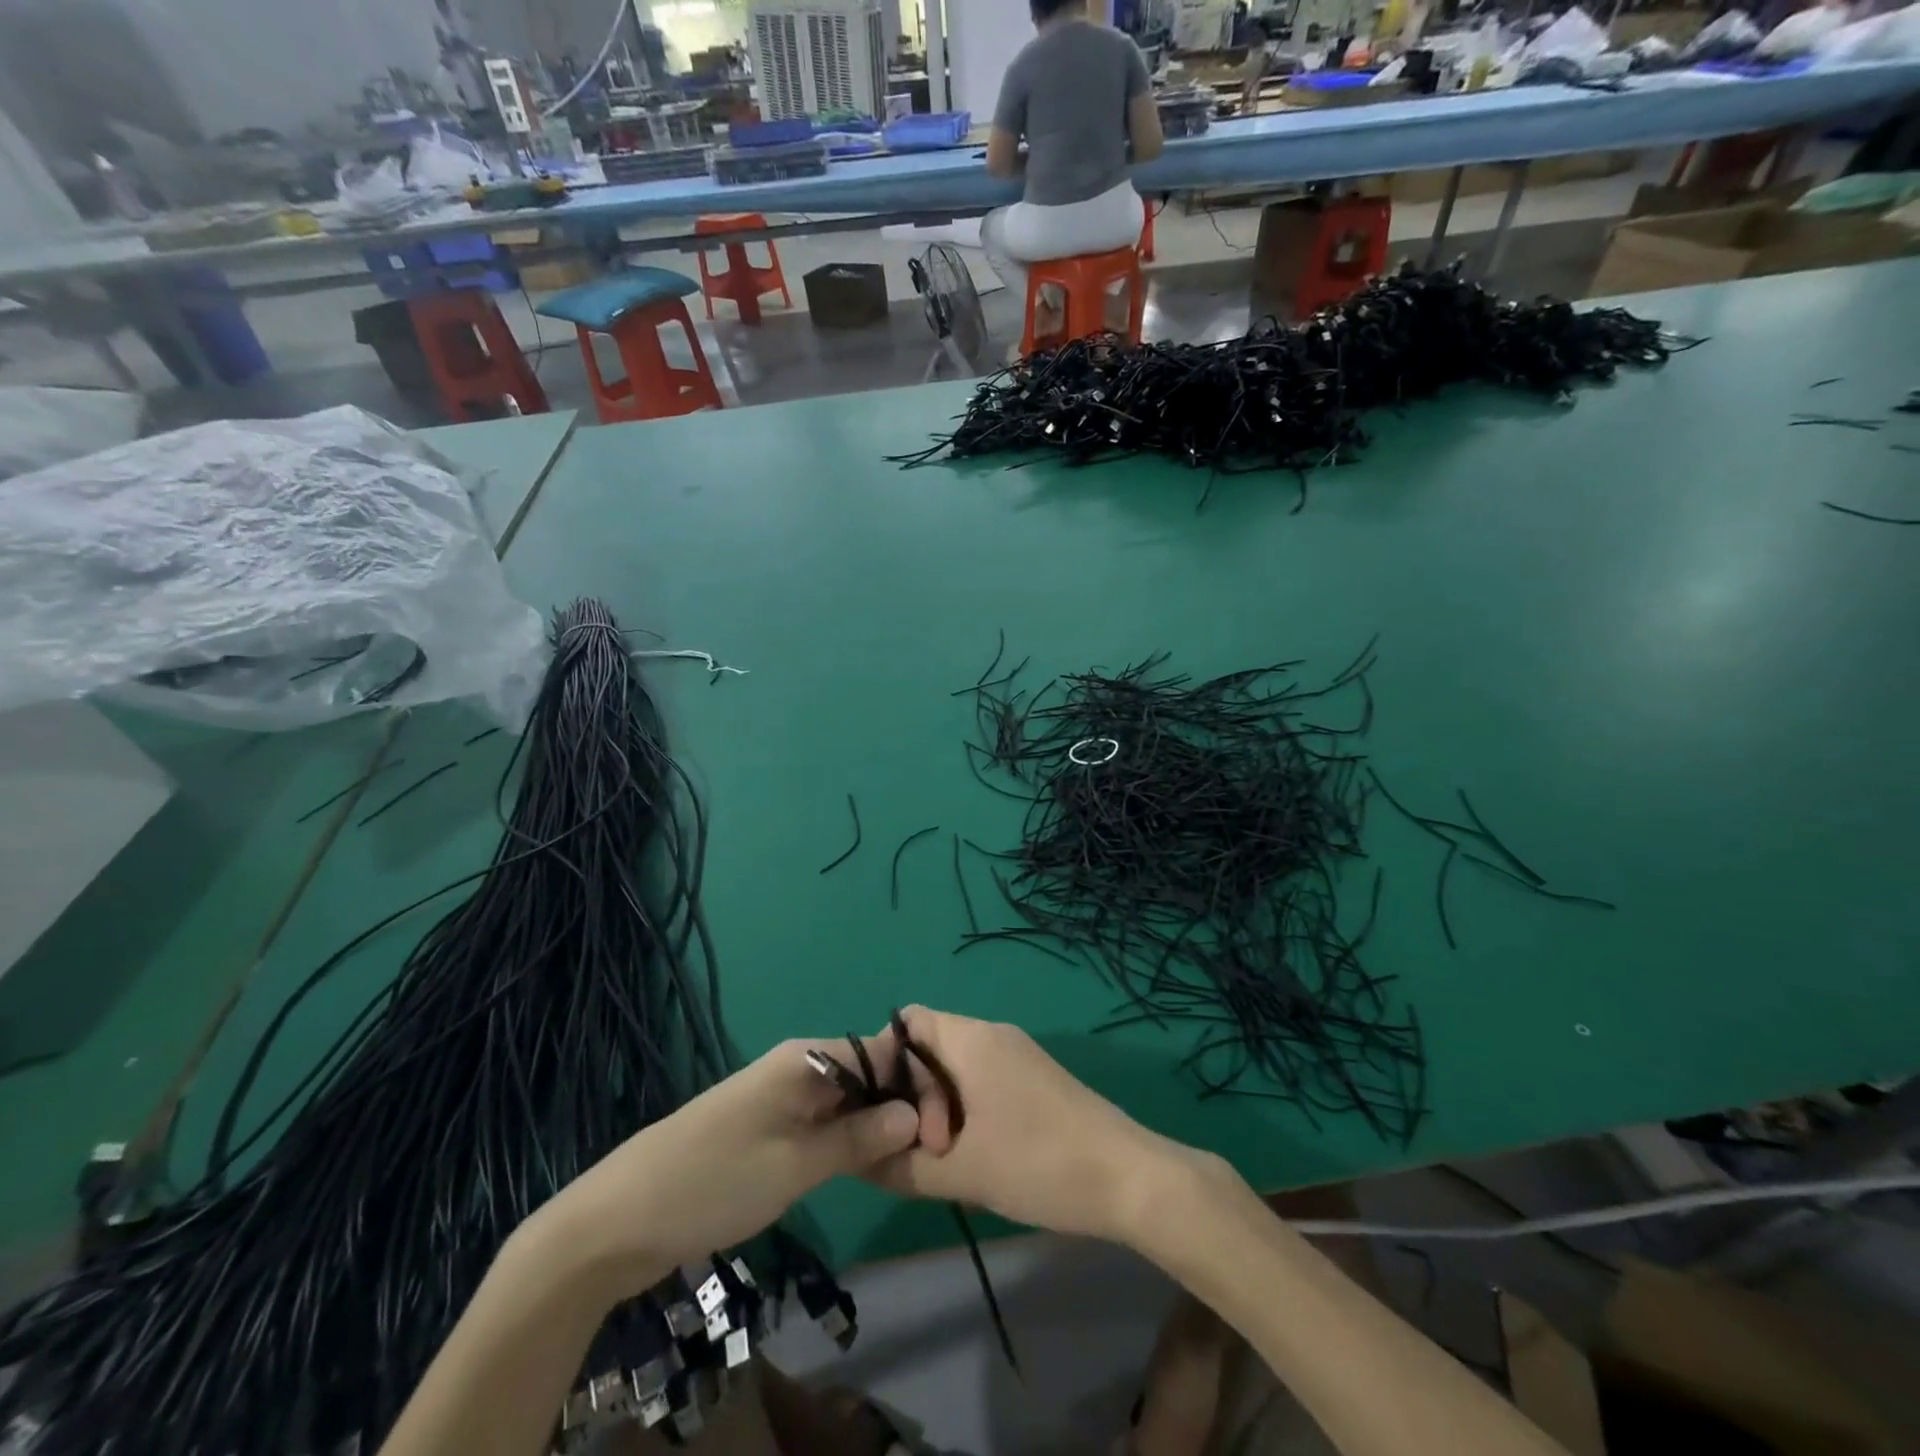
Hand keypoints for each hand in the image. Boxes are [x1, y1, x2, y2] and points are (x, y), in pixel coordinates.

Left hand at [538, 1039, 919, 1297]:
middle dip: (900, 1107)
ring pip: (846, 1100)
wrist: (617, 1220)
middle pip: (866, 1075)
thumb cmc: (712, 1182)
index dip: (916, 1086)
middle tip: (930, 1155)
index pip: (881, 1053)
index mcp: (806, 1058)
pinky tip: (866, 1167)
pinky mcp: (767, 1126)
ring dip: (876, 1126)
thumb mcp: (794, 1165)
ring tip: (909, 1163)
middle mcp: (797, 1066)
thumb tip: (916, 1115)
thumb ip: (858, 1138)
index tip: (942, 1131)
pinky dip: (847, 1140)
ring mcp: (780, 1096)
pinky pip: (822, 1122)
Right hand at [866, 1006, 1214, 1245]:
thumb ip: (899, 1165)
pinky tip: (977, 1157)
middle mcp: (993, 1035)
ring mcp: (1018, 1055)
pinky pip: (982, 1081)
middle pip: (929, 1047)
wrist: (1129, 1179)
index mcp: (971, 1039)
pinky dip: (967, 1112)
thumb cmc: (1039, 1164)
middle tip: (928, 1150)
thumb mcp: (961, 1173)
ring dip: (941, 1110)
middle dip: (914, 1097)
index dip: (883, 1061)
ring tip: (951, 1161)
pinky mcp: (1035, 1079)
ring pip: (956, 1069)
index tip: (883, 1112)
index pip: (907, 1021)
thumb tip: (858, 1159)